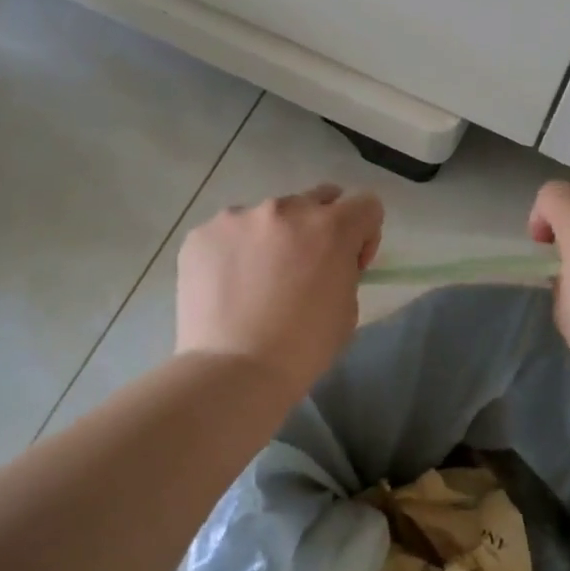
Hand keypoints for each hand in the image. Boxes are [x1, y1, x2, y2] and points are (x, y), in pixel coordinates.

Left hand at [175, 184, 384, 397]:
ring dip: (273, 238)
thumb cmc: (303, 347)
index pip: (366, 204)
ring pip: (268, 216)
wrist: (234, 370)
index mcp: (331, 228)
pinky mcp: (202, 233)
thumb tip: (328, 260)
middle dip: (319, 229)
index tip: (350, 264)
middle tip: (304, 268)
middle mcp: (286, 209)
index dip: (364, 234)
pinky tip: (228, 287)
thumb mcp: (347, 308)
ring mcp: (238, 218)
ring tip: (257, 281)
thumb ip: (343, 268)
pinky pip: (230, 232)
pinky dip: (235, 252)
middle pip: (317, 200)